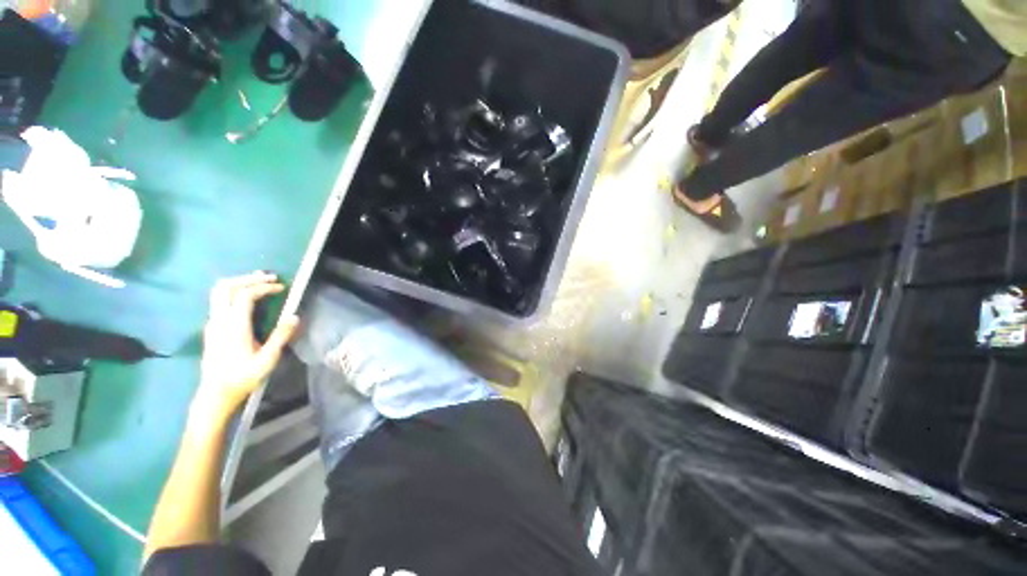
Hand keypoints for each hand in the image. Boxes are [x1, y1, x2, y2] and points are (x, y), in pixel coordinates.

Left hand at [195, 272, 299, 417]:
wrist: (215, 394)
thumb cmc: (243, 377)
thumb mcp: (267, 359)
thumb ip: (280, 336)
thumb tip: (294, 316)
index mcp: (234, 326)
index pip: (245, 295)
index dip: (264, 287)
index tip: (282, 287)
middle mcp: (219, 320)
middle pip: (226, 287)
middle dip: (247, 278)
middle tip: (268, 278)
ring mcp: (212, 323)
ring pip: (219, 293)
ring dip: (239, 283)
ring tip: (259, 282)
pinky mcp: (211, 328)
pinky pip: (220, 302)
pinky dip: (235, 293)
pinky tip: (248, 300)